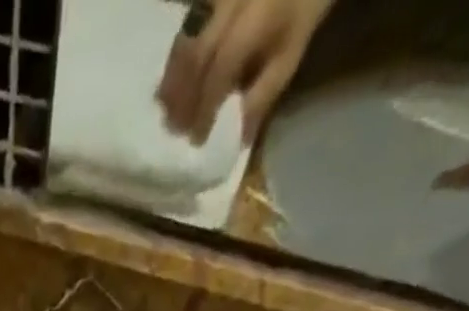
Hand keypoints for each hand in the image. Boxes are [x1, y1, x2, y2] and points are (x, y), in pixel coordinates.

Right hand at [156, 0, 336, 144]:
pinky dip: (176, 56)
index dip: (205, 108)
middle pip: (195, 56)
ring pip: (185, 39)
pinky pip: (187, 25)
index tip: (197, 139)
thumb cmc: (304, 7)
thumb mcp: (291, 54)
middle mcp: (230, 4)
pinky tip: (170, 79)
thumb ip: (264, 94)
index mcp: (254, 21)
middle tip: (173, 130)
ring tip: (164, 109)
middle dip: (183, 97)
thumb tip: (240, 137)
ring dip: (172, 79)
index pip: (220, 71)